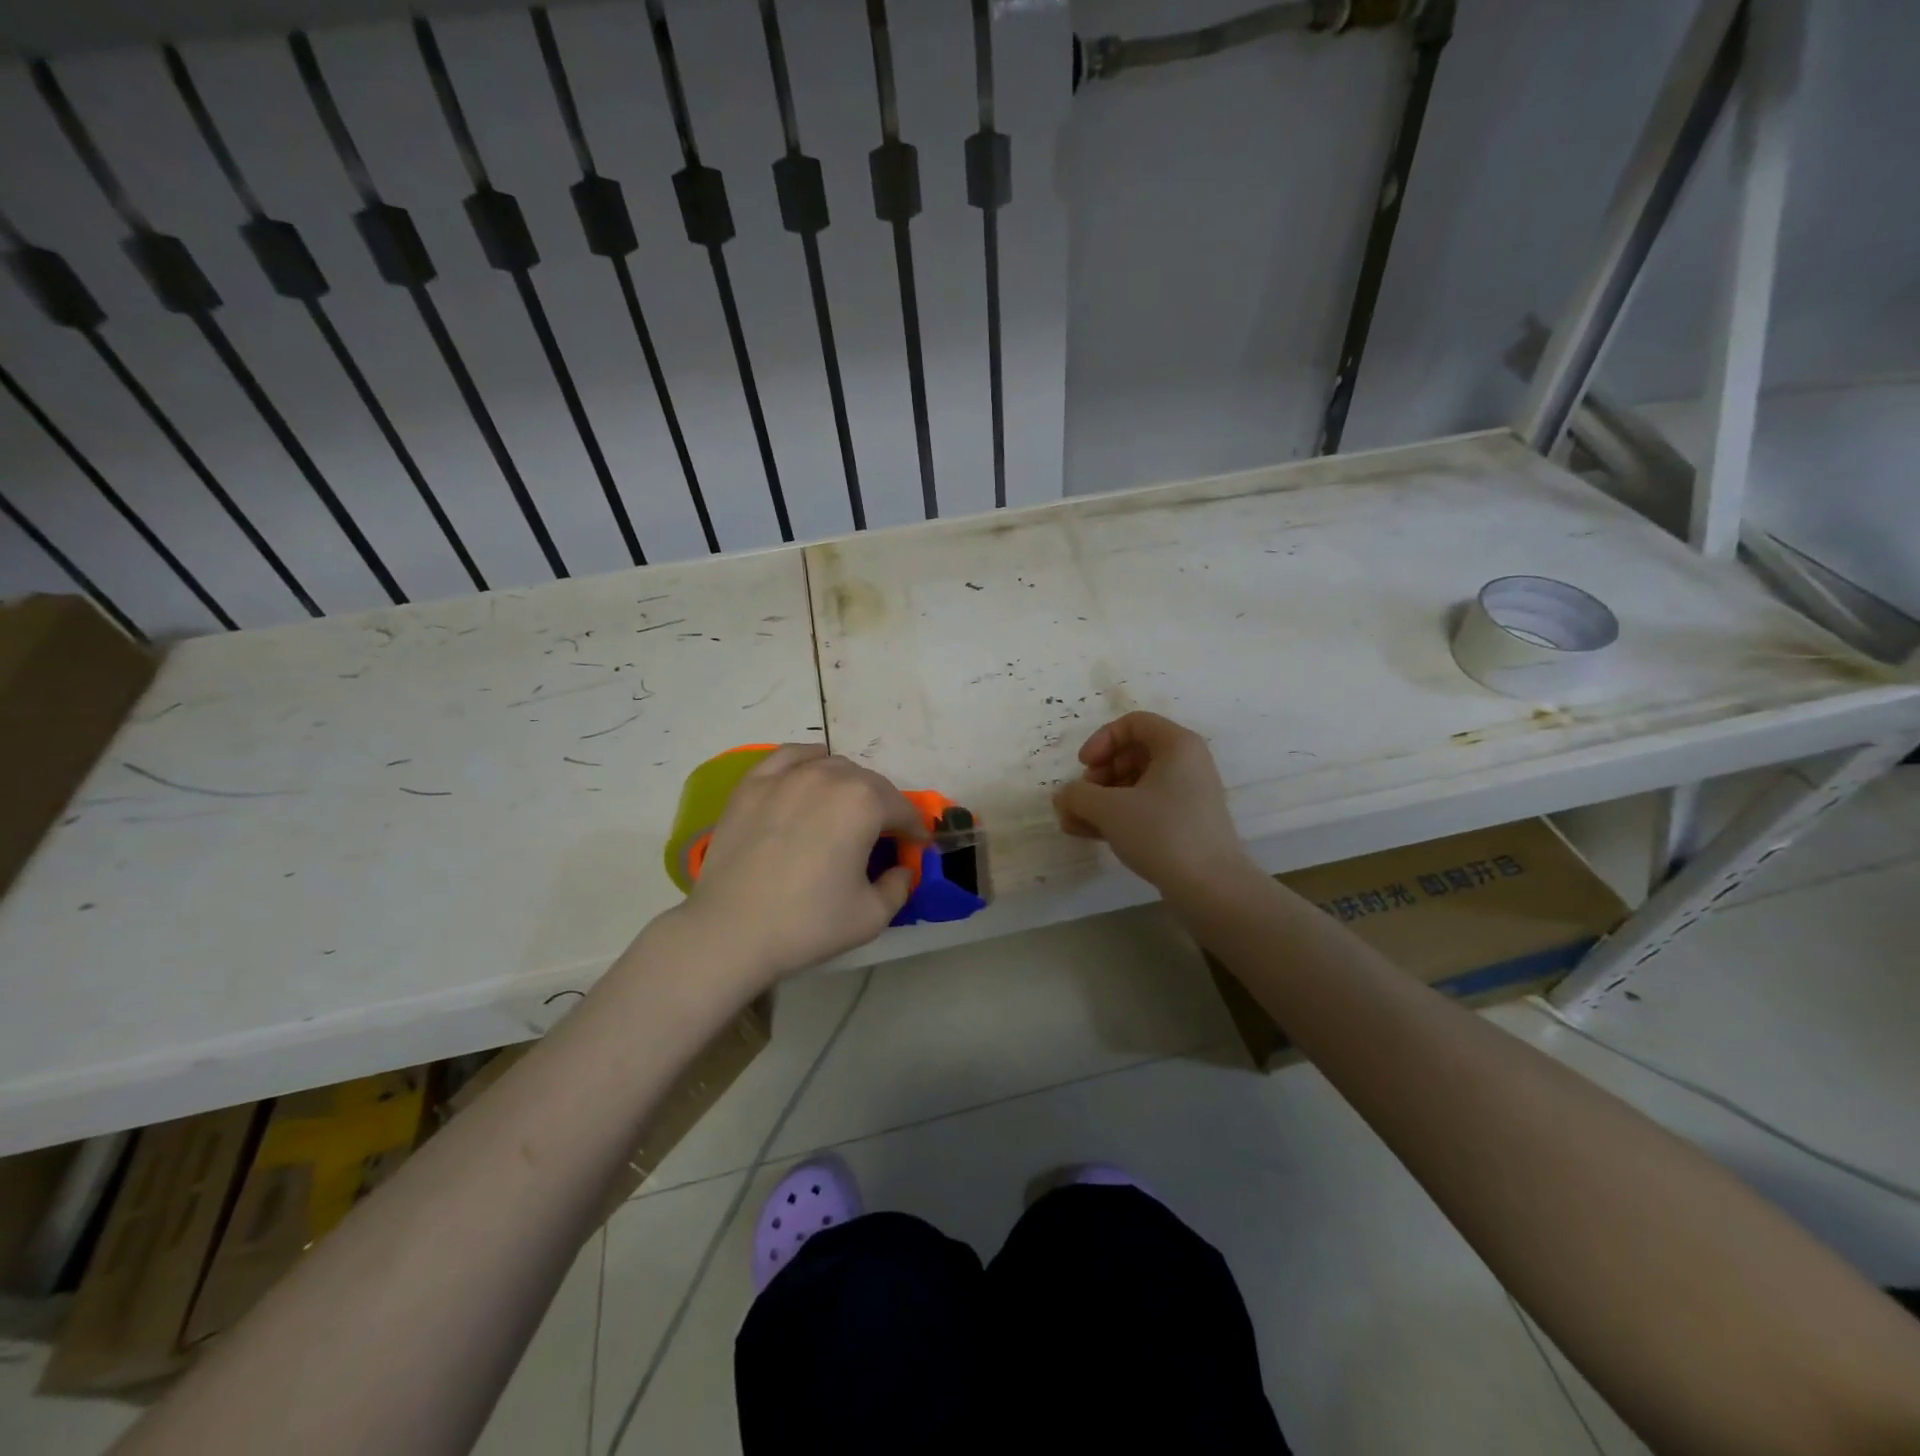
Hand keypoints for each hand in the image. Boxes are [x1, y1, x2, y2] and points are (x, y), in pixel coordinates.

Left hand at [680, 744, 926, 983]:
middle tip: (880, 836)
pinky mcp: (752, 783)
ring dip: (848, 785)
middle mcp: (829, 776)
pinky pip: (789, 757)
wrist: (730, 931)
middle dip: (883, 807)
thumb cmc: (808, 923)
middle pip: (869, 784)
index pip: (902, 809)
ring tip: (843, 810)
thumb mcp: (872, 915)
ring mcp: (786, 775)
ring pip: (832, 765)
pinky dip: (807, 763)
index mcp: (864, 803)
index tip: (915, 848)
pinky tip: (808, 776)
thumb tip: (902, 868)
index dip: (914, 830)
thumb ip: (900, 886)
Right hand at [1052, 712, 1256, 897]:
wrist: (1211, 887)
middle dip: (1098, 775)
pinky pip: (1146, 808)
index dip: (1101, 740)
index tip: (1084, 766)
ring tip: (1074, 824)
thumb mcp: (1109, 809)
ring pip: (1136, 785)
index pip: (1133, 723)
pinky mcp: (1185, 824)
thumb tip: (1064, 796)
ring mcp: (1188, 795)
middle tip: (1081, 798)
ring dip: (1101, 800)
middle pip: (1132, 754)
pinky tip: (1090, 835)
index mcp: (1177, 745)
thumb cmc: (1161, 832)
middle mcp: (1187, 763)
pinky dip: (1118, 816)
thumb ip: (1078, 795)